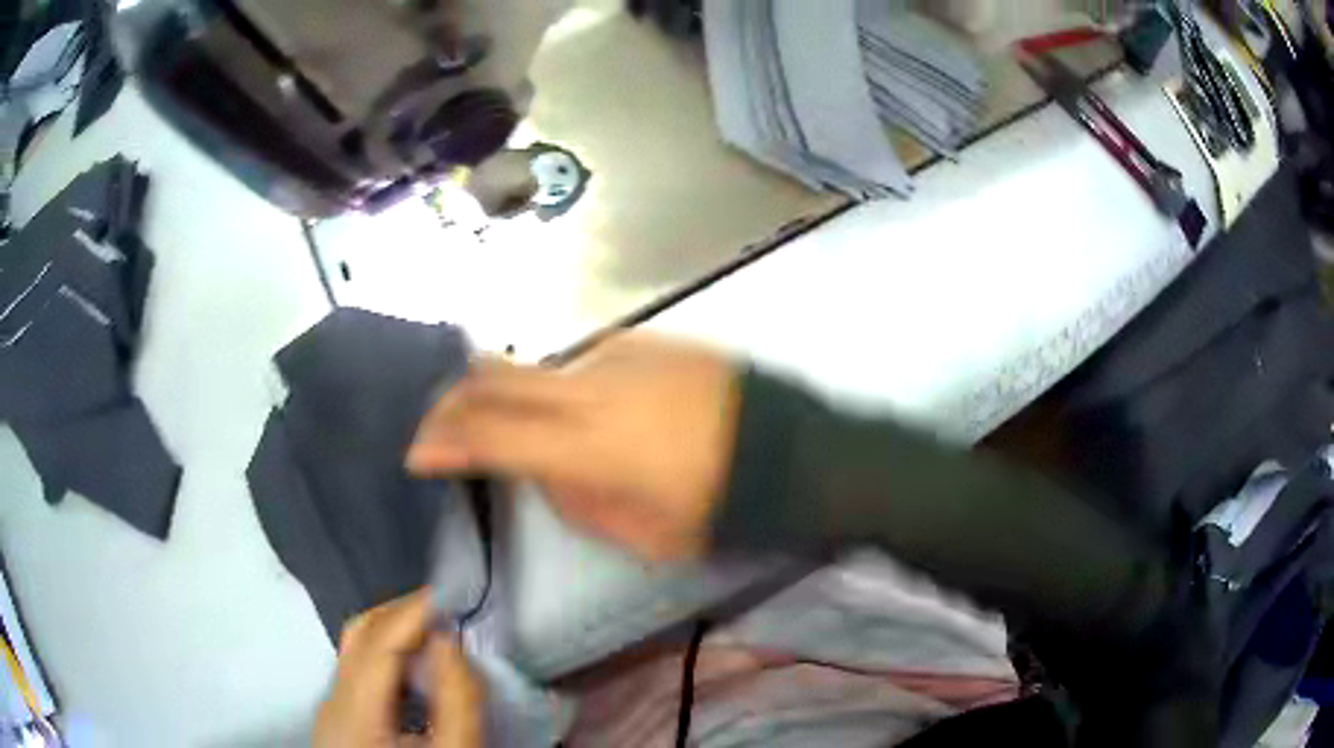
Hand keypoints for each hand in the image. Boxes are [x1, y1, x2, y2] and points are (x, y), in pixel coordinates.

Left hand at [314, 590, 482, 747]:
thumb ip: (456, 701)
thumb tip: (449, 642)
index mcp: (353, 712)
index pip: (378, 641)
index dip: (413, 611)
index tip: (451, 593)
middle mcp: (332, 701)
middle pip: (359, 636)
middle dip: (402, 614)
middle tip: (447, 612)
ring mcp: (331, 708)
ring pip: (355, 649)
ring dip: (395, 633)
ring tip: (436, 636)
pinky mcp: (339, 718)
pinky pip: (359, 671)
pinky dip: (388, 657)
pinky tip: (415, 671)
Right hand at [407, 333, 741, 560]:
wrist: (792, 451)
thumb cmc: (719, 507)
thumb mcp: (641, 534)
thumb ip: (575, 500)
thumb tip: (543, 471)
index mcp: (587, 445)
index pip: (490, 435)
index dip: (443, 441)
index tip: (418, 453)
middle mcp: (590, 387)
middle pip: (494, 376)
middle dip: (453, 399)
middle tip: (439, 420)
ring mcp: (618, 354)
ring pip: (539, 369)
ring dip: (516, 396)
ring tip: (522, 425)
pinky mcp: (647, 340)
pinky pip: (587, 364)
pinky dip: (569, 389)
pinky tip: (593, 411)